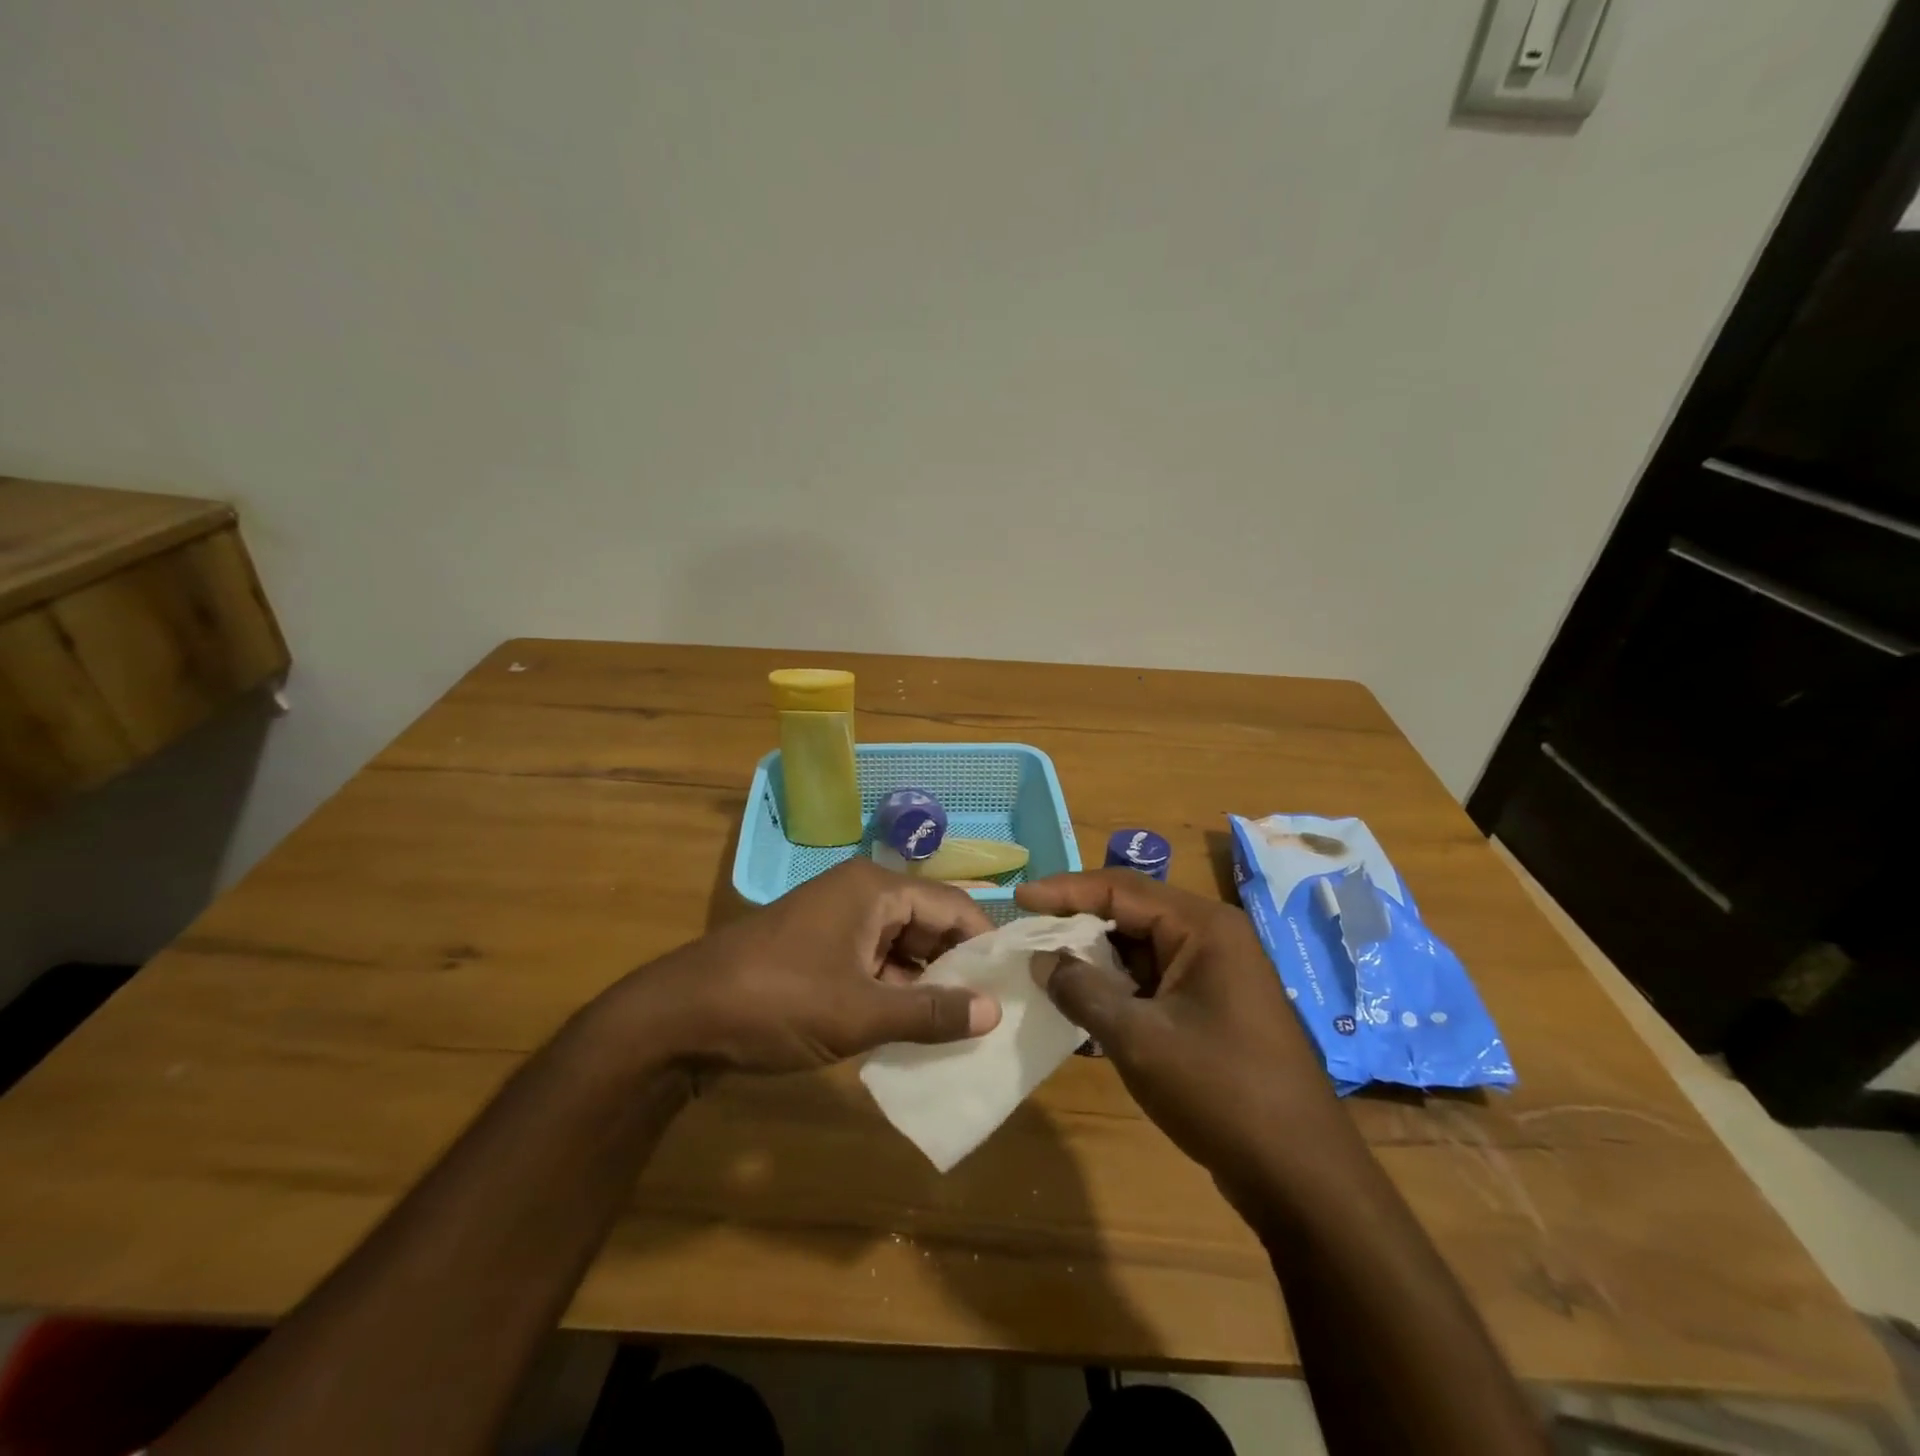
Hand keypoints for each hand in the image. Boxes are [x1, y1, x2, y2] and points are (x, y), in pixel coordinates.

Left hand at [615, 859, 1001, 1074]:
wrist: (678, 1019)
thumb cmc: (777, 1001)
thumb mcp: (860, 1012)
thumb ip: (930, 1012)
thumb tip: (993, 1013)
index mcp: (876, 889)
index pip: (953, 906)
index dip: (985, 946)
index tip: (1014, 988)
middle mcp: (861, 896)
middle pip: (929, 927)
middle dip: (958, 971)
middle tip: (995, 1017)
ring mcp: (837, 925)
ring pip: (902, 951)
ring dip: (927, 988)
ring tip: (966, 1032)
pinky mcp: (820, 954)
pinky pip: (874, 968)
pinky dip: (895, 997)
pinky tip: (917, 1033)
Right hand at [1015, 870, 1341, 1184]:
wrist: (1301, 1177)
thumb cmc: (1221, 1093)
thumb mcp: (1139, 1039)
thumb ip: (1083, 991)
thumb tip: (1042, 961)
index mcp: (1204, 928)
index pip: (1121, 888)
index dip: (1065, 890)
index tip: (1019, 897)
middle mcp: (1213, 938)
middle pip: (1132, 913)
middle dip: (1078, 925)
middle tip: (1027, 936)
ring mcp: (1216, 974)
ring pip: (1141, 950)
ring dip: (1095, 960)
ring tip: (1044, 970)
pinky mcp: (1213, 1008)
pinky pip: (1154, 981)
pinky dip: (1118, 988)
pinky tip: (1083, 1006)